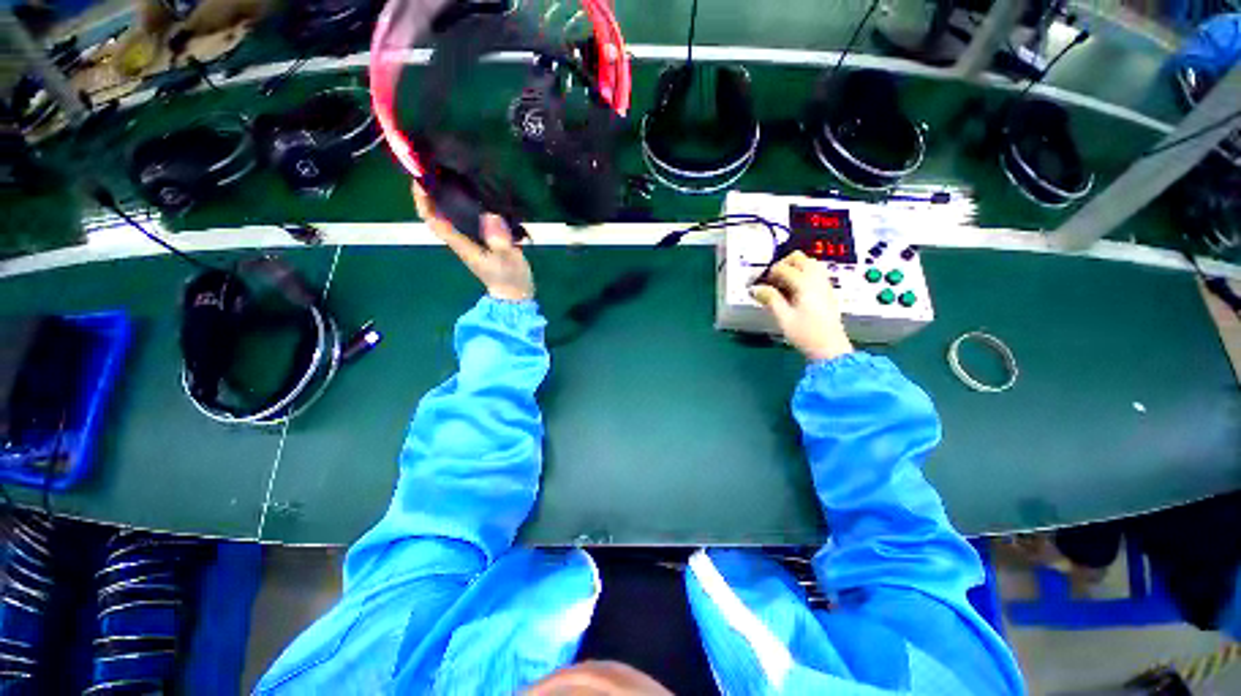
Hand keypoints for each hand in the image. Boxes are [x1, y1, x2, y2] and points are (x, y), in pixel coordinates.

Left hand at [413, 182, 534, 301]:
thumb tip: (492, 215)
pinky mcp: (484, 241)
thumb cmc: (509, 279)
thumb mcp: (508, 260)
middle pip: (439, 214)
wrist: (515, 296)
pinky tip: (478, 193)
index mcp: (462, 244)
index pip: (435, 220)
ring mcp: (472, 241)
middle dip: (434, 192)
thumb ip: (500, 240)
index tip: (421, 179)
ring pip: (454, 215)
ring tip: (456, 175)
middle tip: (439, 169)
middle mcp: (462, 240)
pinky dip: (469, 204)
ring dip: (450, 196)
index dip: (423, 200)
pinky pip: (470, 219)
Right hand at [751, 251, 852, 361]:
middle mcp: (817, 279)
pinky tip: (794, 290)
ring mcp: (824, 284)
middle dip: (782, 264)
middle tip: (771, 279)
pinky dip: (802, 274)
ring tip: (781, 283)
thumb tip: (756, 289)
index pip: (783, 268)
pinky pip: (815, 272)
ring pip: (809, 263)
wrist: (829, 348)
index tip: (759, 286)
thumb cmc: (805, 334)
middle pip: (799, 258)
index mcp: (805, 283)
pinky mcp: (827, 291)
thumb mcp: (783, 318)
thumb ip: (770, 299)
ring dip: (793, 268)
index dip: (768, 275)